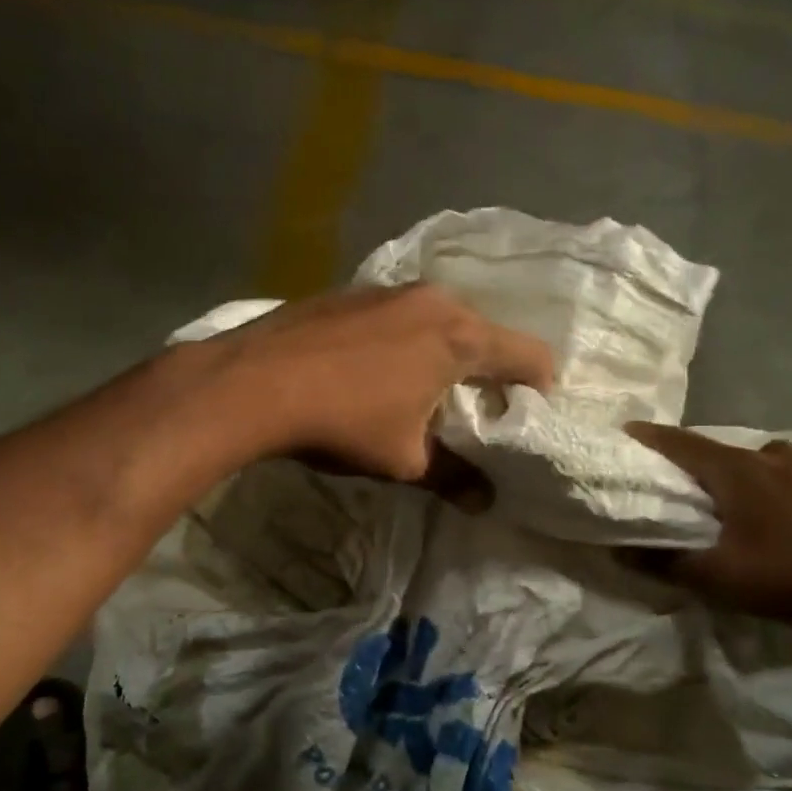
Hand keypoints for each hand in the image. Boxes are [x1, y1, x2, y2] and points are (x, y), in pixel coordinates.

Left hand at [205, 285, 555, 481]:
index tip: (526, 415)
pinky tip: (374, 370)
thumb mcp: (405, 460)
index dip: (538, 387)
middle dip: (487, 371)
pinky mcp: (351, 290)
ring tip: (422, 390)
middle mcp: (434, 299)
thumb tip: (483, 502)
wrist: (253, 382)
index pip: (530, 354)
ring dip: (443, 352)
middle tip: (474, 409)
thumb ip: (453, 477)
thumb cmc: (343, 421)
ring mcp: (388, 289)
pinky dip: (405, 340)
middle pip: (485, 333)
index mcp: (460, 337)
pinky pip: (399, 314)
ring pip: (440, 320)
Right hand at [625, 423, 791, 628]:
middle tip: (666, 490)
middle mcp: (769, 452)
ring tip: (719, 510)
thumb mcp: (725, 579)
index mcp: (735, 468)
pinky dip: (762, 489)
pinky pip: (783, 476)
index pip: (675, 442)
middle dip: (684, 467)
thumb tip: (619, 549)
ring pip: (750, 465)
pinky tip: (772, 518)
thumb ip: (667, 563)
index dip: (644, 438)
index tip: (619, 438)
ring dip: (727, 481)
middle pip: (711, 452)